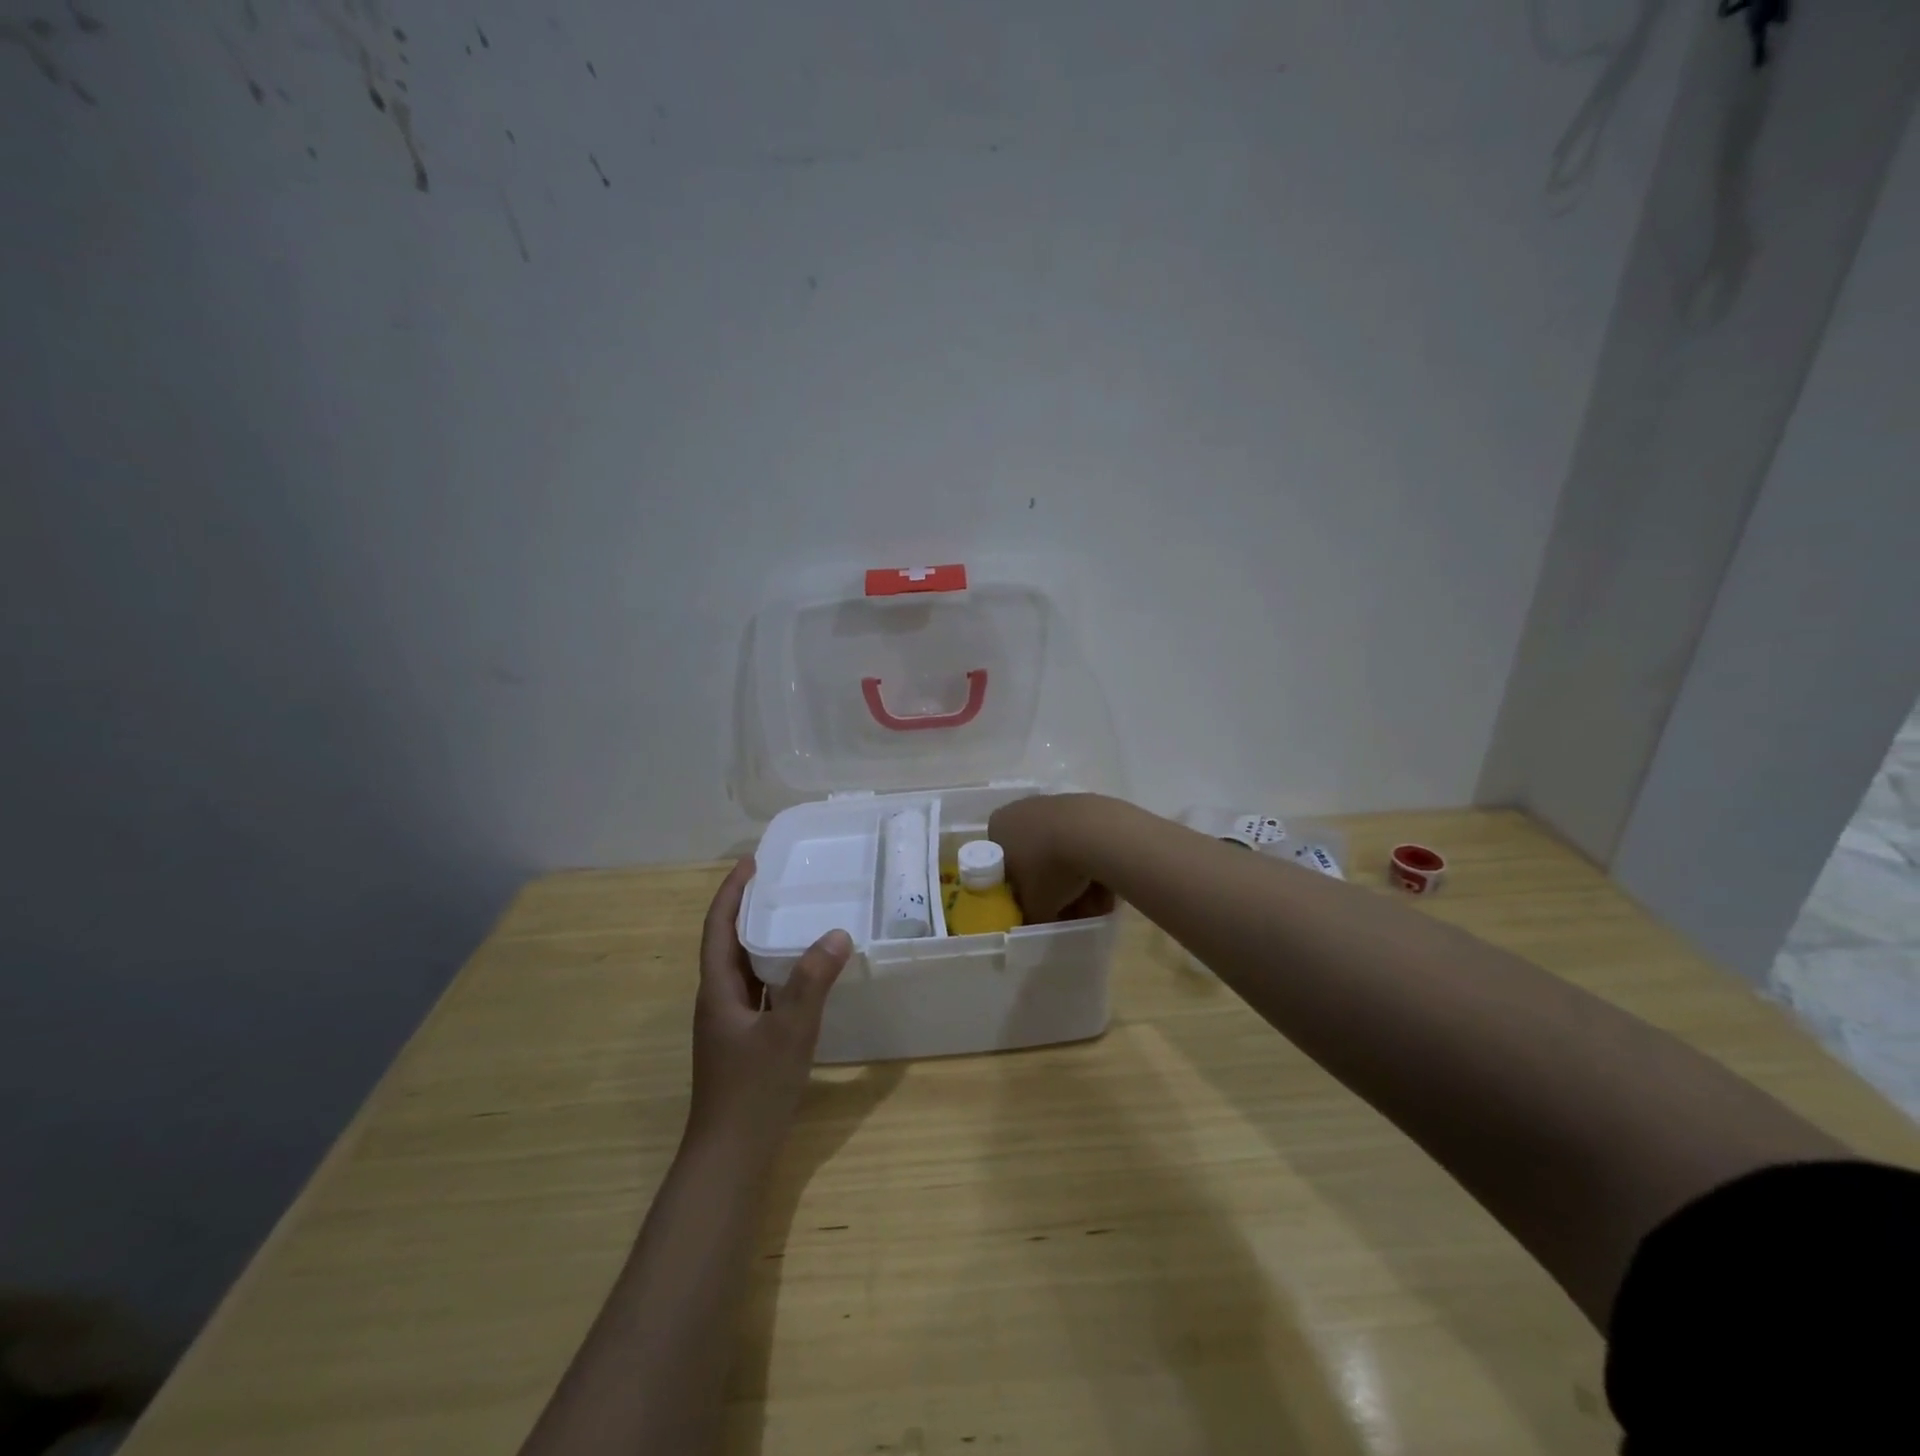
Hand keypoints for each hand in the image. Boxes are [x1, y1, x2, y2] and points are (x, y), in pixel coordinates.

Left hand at [688, 858, 851, 1151]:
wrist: (730, 1156)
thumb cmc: (753, 1090)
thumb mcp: (790, 1031)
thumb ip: (813, 982)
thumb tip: (837, 933)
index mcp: (717, 990)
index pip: (718, 927)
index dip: (732, 892)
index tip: (752, 862)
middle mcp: (717, 1000)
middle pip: (728, 943)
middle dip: (749, 908)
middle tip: (782, 882)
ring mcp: (729, 1023)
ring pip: (743, 968)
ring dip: (762, 939)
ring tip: (795, 916)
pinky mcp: (744, 1040)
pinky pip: (758, 990)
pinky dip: (775, 971)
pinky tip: (802, 973)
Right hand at [988, 794, 1115, 923]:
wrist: (1094, 834)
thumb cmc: (1049, 868)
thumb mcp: (1034, 906)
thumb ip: (1029, 916)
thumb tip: (1034, 921)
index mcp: (998, 827)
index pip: (1004, 865)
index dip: (1021, 890)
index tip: (1037, 906)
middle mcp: (1022, 810)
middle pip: (1036, 857)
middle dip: (1054, 886)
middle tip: (1069, 910)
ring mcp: (1054, 804)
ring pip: (1063, 851)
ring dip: (1077, 879)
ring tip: (1095, 904)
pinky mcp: (1085, 804)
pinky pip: (1085, 842)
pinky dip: (1093, 863)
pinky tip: (1107, 884)